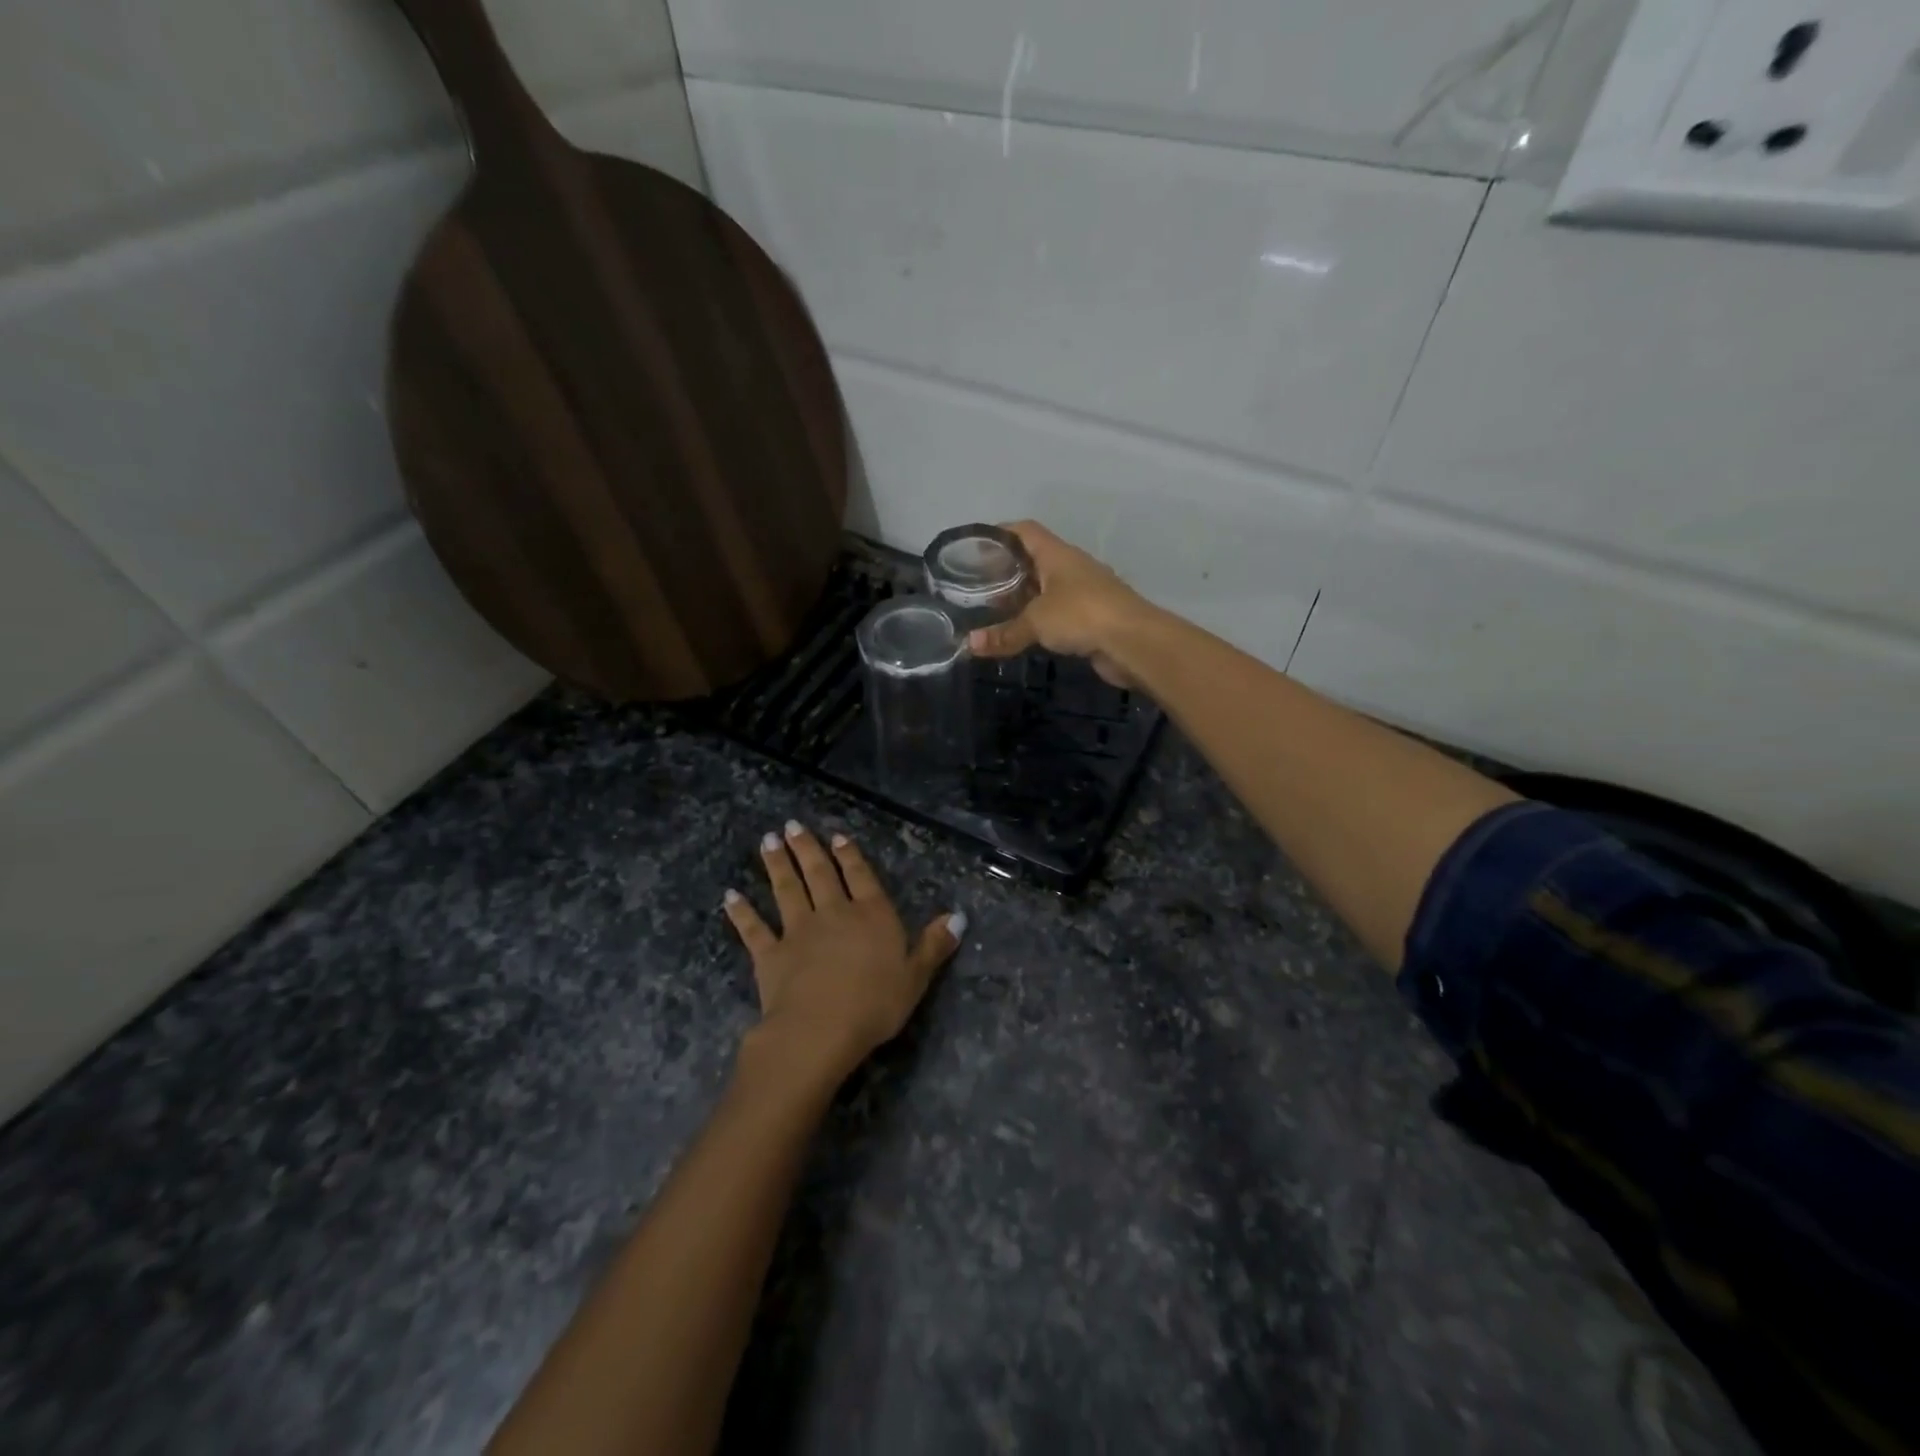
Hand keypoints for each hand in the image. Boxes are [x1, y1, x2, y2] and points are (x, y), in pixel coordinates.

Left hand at [723, 821, 961, 1081]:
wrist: (820, 1029)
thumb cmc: (875, 1004)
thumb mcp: (916, 977)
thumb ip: (934, 945)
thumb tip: (959, 917)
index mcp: (871, 915)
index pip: (861, 877)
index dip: (850, 856)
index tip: (837, 837)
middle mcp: (833, 913)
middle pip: (819, 874)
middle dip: (807, 848)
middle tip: (792, 826)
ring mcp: (798, 931)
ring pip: (786, 890)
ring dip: (777, 865)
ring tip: (768, 841)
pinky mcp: (770, 955)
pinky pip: (754, 929)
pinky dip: (742, 912)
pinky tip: (731, 896)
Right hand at [965, 521, 1152, 686]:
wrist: (1134, 641)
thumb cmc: (1082, 615)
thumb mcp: (1036, 622)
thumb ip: (1004, 633)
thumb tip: (969, 645)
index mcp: (1057, 554)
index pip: (1025, 530)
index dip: (1000, 533)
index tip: (976, 547)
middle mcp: (1071, 567)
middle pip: (1035, 559)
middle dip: (1008, 569)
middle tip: (978, 584)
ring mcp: (1085, 591)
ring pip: (1047, 587)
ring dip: (1024, 596)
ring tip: (996, 609)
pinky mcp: (1092, 616)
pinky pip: (1059, 611)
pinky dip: (1040, 617)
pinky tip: (1024, 631)